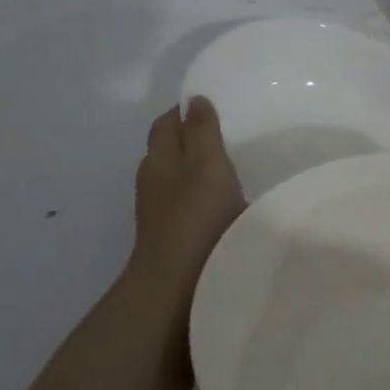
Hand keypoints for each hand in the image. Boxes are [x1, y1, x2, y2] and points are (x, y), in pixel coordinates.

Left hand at [128, 96, 245, 305]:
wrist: (177, 289)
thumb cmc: (196, 221)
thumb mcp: (207, 167)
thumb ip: (203, 132)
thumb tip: (194, 100)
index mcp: (159, 159)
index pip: (168, 122)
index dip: (188, 109)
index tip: (218, 104)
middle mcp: (154, 182)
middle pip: (170, 148)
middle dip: (195, 137)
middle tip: (233, 132)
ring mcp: (160, 213)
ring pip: (178, 178)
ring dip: (200, 169)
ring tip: (235, 166)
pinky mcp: (173, 237)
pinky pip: (188, 204)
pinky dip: (205, 195)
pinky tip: (227, 204)